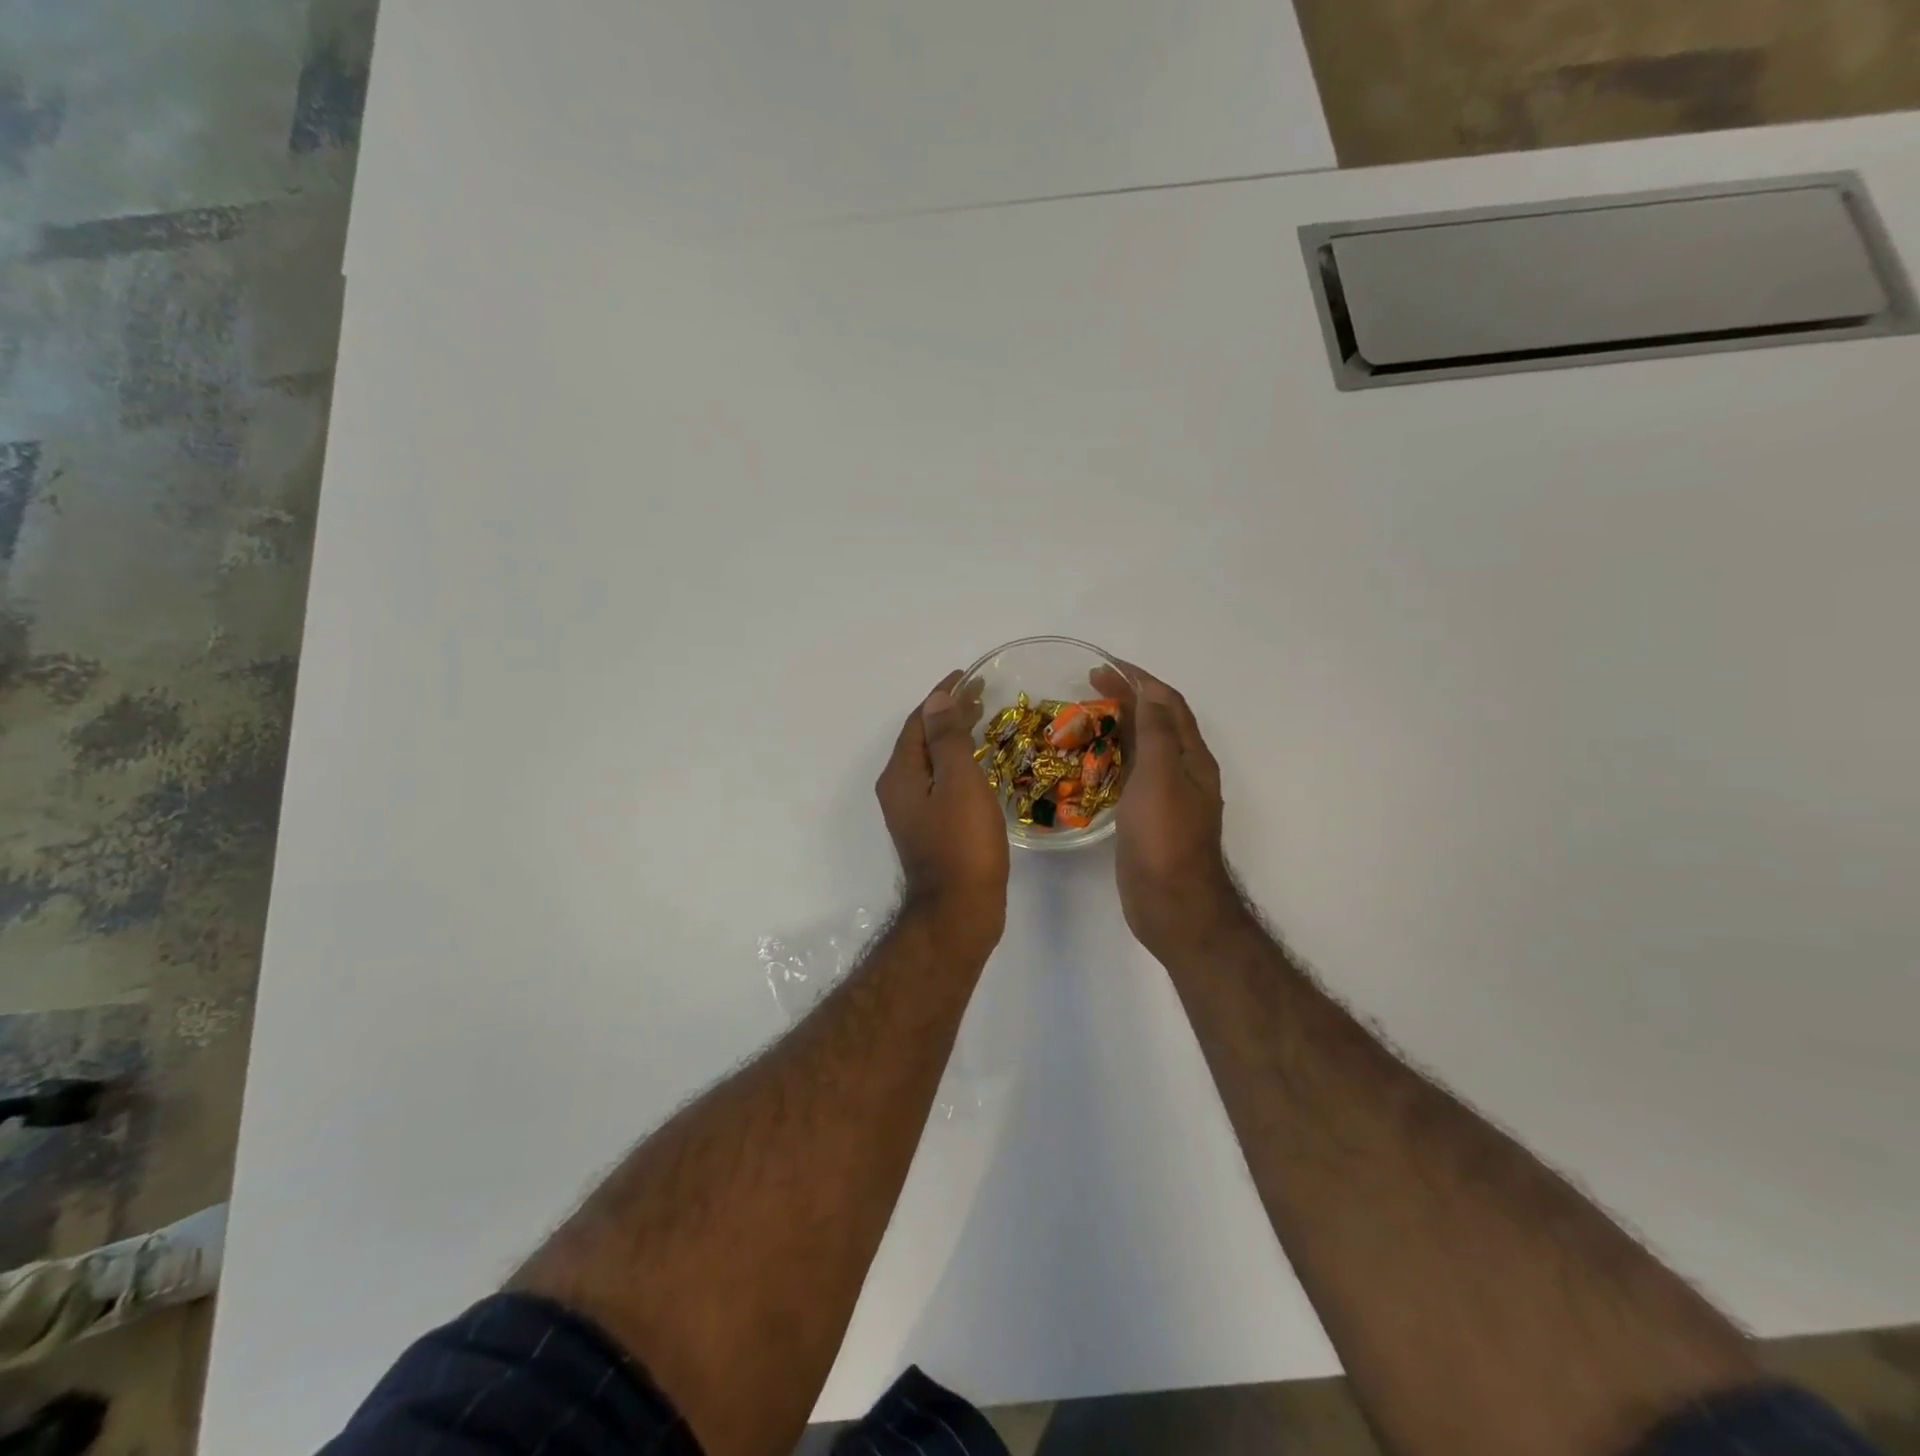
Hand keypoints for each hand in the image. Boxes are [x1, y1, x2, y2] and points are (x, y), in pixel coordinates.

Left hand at [876, 671, 1009, 945]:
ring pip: (932, 763)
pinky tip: (980, 767)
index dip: (941, 695)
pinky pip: (940, 783)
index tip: (969, 676)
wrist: (959, 910)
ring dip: (954, 739)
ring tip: (984, 722)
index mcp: (900, 774)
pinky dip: (957, 765)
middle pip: (922, 740)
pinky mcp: (929, 830)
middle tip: (983, 696)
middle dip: (949, 714)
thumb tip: (936, 698)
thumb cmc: (962, 843)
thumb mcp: (958, 782)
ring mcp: (912, 812)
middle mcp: (898, 790)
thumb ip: (947, 738)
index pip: (918, 721)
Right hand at [1091, 662, 1243, 958]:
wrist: (1172, 903)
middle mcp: (1183, 772)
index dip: (1139, 679)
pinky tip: (1089, 763)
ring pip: (1143, 749)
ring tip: (1084, 717)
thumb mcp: (1160, 776)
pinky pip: (1130, 776)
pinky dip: (1112, 759)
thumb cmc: (1165, 837)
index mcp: (1191, 757)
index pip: (1167, 703)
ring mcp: (1166, 797)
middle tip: (1087, 686)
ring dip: (1118, 726)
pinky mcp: (1148, 818)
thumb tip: (1150, 691)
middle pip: (1156, 722)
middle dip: (1127, 698)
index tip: (1104, 665)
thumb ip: (1156, 732)